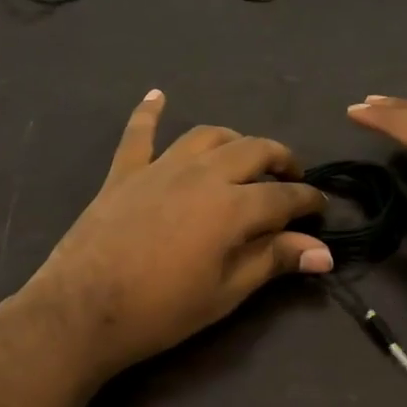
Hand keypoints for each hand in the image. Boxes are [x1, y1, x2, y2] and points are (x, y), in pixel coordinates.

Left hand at [15, 91, 331, 381]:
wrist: (83, 310)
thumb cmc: (161, 310)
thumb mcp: (225, 292)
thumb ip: (273, 261)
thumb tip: (323, 253)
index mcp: (233, 206)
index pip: (284, 196)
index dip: (308, 201)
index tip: (320, 209)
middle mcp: (203, 174)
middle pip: (253, 151)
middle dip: (280, 160)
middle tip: (290, 177)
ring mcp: (160, 168)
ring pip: (207, 136)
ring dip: (233, 140)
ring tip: (244, 155)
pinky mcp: (125, 172)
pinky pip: (139, 133)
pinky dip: (150, 112)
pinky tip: (158, 96)